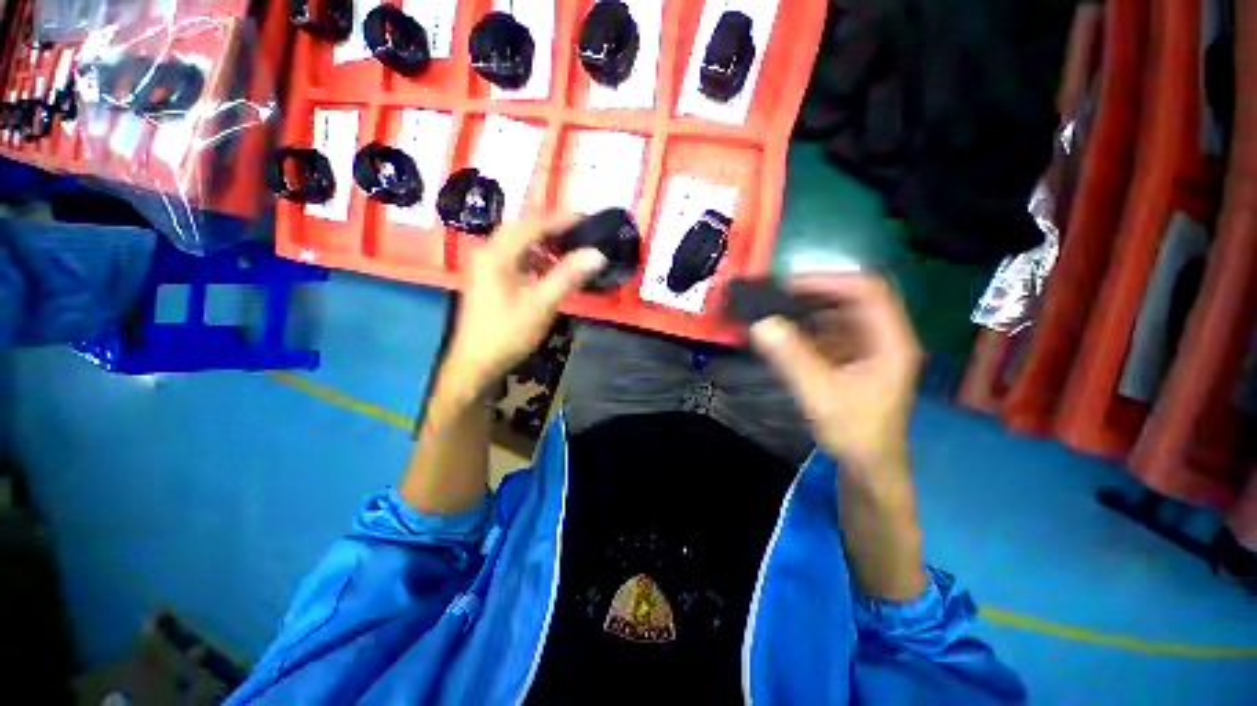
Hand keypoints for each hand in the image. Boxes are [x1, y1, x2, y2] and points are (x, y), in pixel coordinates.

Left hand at [444, 215, 606, 393]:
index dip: (561, 219)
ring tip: (569, 251)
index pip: (532, 225)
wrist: (476, 363)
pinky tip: (550, 272)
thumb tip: (597, 254)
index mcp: (497, 255)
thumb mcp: (542, 304)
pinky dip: (535, 260)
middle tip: (579, 232)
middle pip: (522, 230)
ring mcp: (486, 267)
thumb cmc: (508, 333)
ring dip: (544, 245)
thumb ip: (568, 276)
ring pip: (518, 245)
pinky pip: (515, 260)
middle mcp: (488, 253)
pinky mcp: (489, 279)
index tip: (587, 218)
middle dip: (552, 228)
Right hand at [750, 274, 921, 490]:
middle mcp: (883, 337)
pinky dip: (806, 329)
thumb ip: (792, 359)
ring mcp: (868, 348)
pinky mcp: (852, 359)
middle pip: (851, 298)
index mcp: (890, 341)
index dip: (828, 281)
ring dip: (807, 311)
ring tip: (774, 311)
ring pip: (838, 315)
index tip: (789, 286)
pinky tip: (783, 335)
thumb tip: (761, 325)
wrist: (868, 466)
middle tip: (776, 296)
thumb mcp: (821, 395)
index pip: (866, 291)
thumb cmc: (855, 432)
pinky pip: (829, 333)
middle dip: (813, 294)